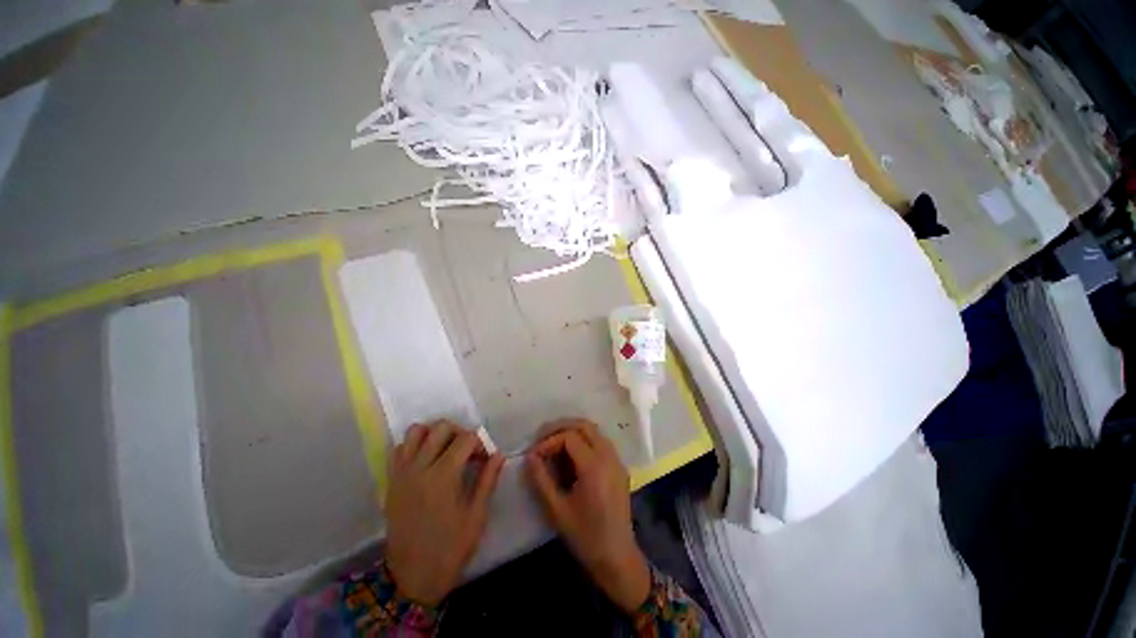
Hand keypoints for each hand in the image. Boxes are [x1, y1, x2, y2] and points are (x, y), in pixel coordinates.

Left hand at [385, 421, 504, 605]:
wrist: (412, 577)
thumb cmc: (450, 548)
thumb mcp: (476, 515)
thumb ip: (488, 479)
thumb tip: (499, 454)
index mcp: (444, 475)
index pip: (466, 438)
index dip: (480, 444)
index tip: (485, 459)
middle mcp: (420, 467)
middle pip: (441, 427)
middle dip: (460, 432)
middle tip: (467, 450)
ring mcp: (402, 473)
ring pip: (416, 431)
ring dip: (434, 433)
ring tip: (445, 449)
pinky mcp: (391, 481)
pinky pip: (399, 448)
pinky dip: (413, 445)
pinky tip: (425, 460)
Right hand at [524, 419, 650, 613]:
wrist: (617, 558)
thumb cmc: (585, 537)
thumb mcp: (557, 510)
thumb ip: (541, 479)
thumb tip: (529, 456)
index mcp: (595, 467)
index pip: (569, 437)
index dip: (549, 441)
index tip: (534, 455)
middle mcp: (609, 456)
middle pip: (584, 425)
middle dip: (561, 427)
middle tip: (541, 438)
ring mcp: (617, 460)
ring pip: (594, 431)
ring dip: (572, 432)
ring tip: (553, 444)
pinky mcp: (619, 466)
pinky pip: (600, 442)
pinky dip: (584, 440)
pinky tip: (570, 456)